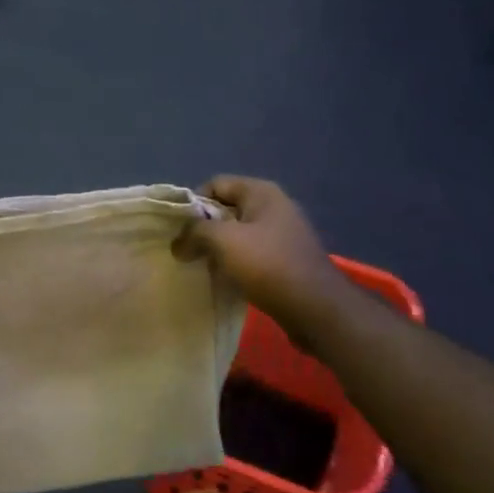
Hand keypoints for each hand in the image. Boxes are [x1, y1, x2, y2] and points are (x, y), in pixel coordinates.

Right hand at [174, 176, 351, 343]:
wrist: (316, 308)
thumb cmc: (268, 264)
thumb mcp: (224, 241)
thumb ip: (194, 233)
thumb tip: (177, 243)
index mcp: (261, 192)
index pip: (216, 184)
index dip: (194, 203)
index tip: (180, 230)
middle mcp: (273, 207)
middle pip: (226, 209)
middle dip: (203, 228)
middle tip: (185, 250)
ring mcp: (282, 234)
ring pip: (238, 234)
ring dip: (218, 249)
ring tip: (201, 266)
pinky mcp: (285, 259)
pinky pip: (251, 254)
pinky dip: (234, 264)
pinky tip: (224, 280)